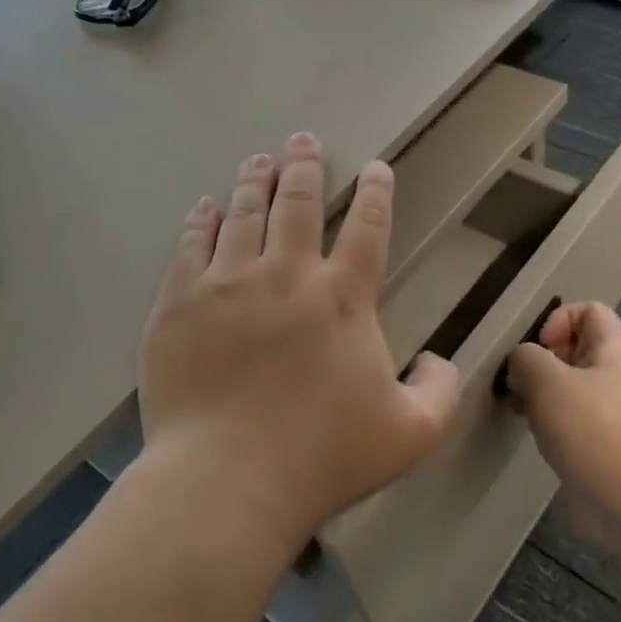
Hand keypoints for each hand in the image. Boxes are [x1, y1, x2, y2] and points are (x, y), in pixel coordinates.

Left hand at [138, 133, 460, 548]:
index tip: (376, 168)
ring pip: (242, 213)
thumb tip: (442, 361)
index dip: (377, 193)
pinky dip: (201, 221)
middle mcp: (286, 274)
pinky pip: (190, 246)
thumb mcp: (411, 434)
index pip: (368, 227)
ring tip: (258, 160)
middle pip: (298, 202)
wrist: (225, 481)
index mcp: (343, 298)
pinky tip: (204, 206)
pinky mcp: (178, 304)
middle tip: (304, 140)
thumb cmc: (323, 457)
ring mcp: (226, 284)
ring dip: (254, 182)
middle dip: (305, 166)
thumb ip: (440, 391)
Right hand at [504, 303, 620, 559]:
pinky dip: (550, 422)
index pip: (589, 310)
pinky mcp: (603, 445)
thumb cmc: (593, 431)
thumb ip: (526, 358)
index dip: (558, 320)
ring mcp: (612, 413)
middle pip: (575, 349)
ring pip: (569, 387)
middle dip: (541, 361)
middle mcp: (617, 376)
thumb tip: (521, 362)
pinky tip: (536, 437)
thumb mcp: (548, 381)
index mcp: (614, 350)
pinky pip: (572, 420)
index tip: (538, 350)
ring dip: (541, 394)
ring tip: (521, 411)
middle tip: (519, 384)